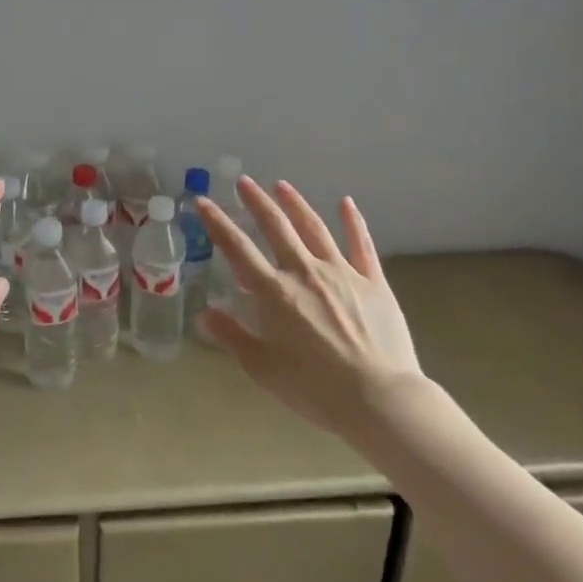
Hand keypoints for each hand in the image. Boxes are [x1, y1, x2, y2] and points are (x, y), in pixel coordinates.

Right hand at [197, 178, 422, 440]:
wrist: (379, 399)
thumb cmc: (314, 388)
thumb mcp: (261, 368)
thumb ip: (231, 336)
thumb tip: (203, 314)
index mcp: (274, 292)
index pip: (237, 248)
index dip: (217, 222)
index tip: (203, 201)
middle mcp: (304, 272)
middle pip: (276, 227)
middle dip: (257, 202)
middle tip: (244, 181)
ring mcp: (342, 273)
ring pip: (314, 228)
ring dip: (296, 204)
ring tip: (282, 185)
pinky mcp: (373, 282)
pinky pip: (361, 245)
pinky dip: (353, 222)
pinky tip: (346, 203)